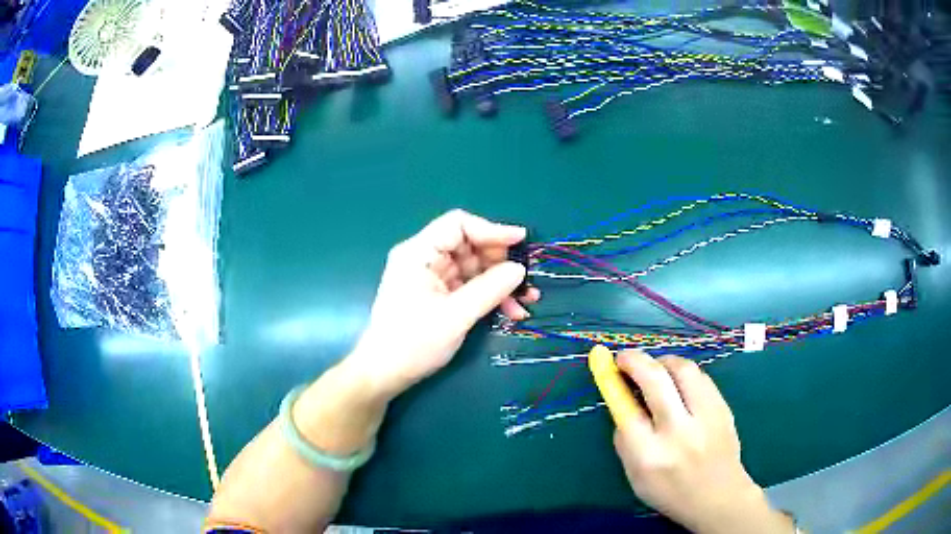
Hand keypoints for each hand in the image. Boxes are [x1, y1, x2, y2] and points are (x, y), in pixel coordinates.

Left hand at [346, 210, 539, 399]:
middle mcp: (424, 259)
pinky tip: (511, 312)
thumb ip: (489, 289)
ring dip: (501, 283)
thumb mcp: (455, 316)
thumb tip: (519, 269)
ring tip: (527, 301)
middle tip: (526, 280)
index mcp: (419, 253)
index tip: (521, 241)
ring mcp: (431, 278)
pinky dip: (489, 296)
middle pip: (469, 246)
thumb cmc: (413, 343)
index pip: (458, 225)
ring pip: (474, 268)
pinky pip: (469, 287)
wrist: (385, 374)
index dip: (492, 229)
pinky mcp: (438, 296)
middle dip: (501, 262)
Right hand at [611, 350, 792, 533]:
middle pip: (656, 380)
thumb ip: (625, 440)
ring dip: (663, 362)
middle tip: (626, 358)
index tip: (610, 370)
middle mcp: (679, 433)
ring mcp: (706, 417)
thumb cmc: (670, 491)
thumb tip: (622, 401)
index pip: (627, 411)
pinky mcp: (723, 408)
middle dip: (636, 360)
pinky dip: (684, 373)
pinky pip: (701, 377)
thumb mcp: (635, 476)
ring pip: (683, 370)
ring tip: (655, 368)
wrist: (718, 496)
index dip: (616, 383)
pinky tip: (678, 382)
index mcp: (650, 457)